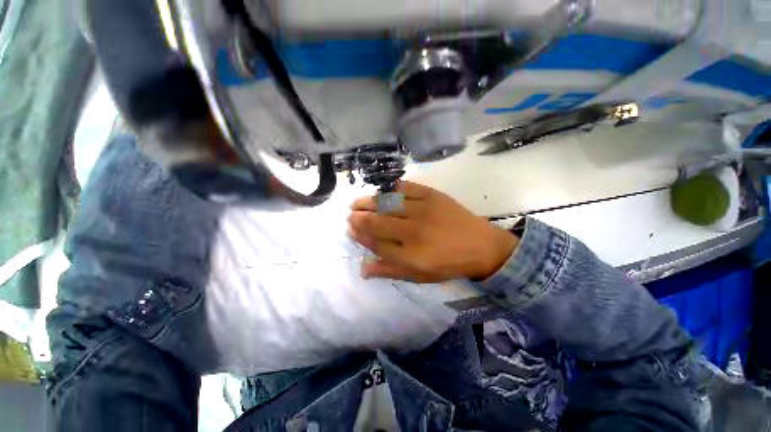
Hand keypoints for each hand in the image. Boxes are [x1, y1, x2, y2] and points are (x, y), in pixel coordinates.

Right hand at [348, 182, 518, 282]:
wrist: (481, 246)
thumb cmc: (449, 264)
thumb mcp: (419, 275)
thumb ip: (390, 271)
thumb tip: (362, 269)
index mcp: (411, 255)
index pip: (376, 243)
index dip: (360, 236)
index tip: (351, 230)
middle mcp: (414, 232)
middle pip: (378, 222)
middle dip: (359, 218)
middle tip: (350, 215)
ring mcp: (423, 210)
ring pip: (387, 203)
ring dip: (368, 202)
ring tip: (356, 202)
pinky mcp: (432, 195)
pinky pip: (405, 188)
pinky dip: (389, 189)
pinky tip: (380, 191)